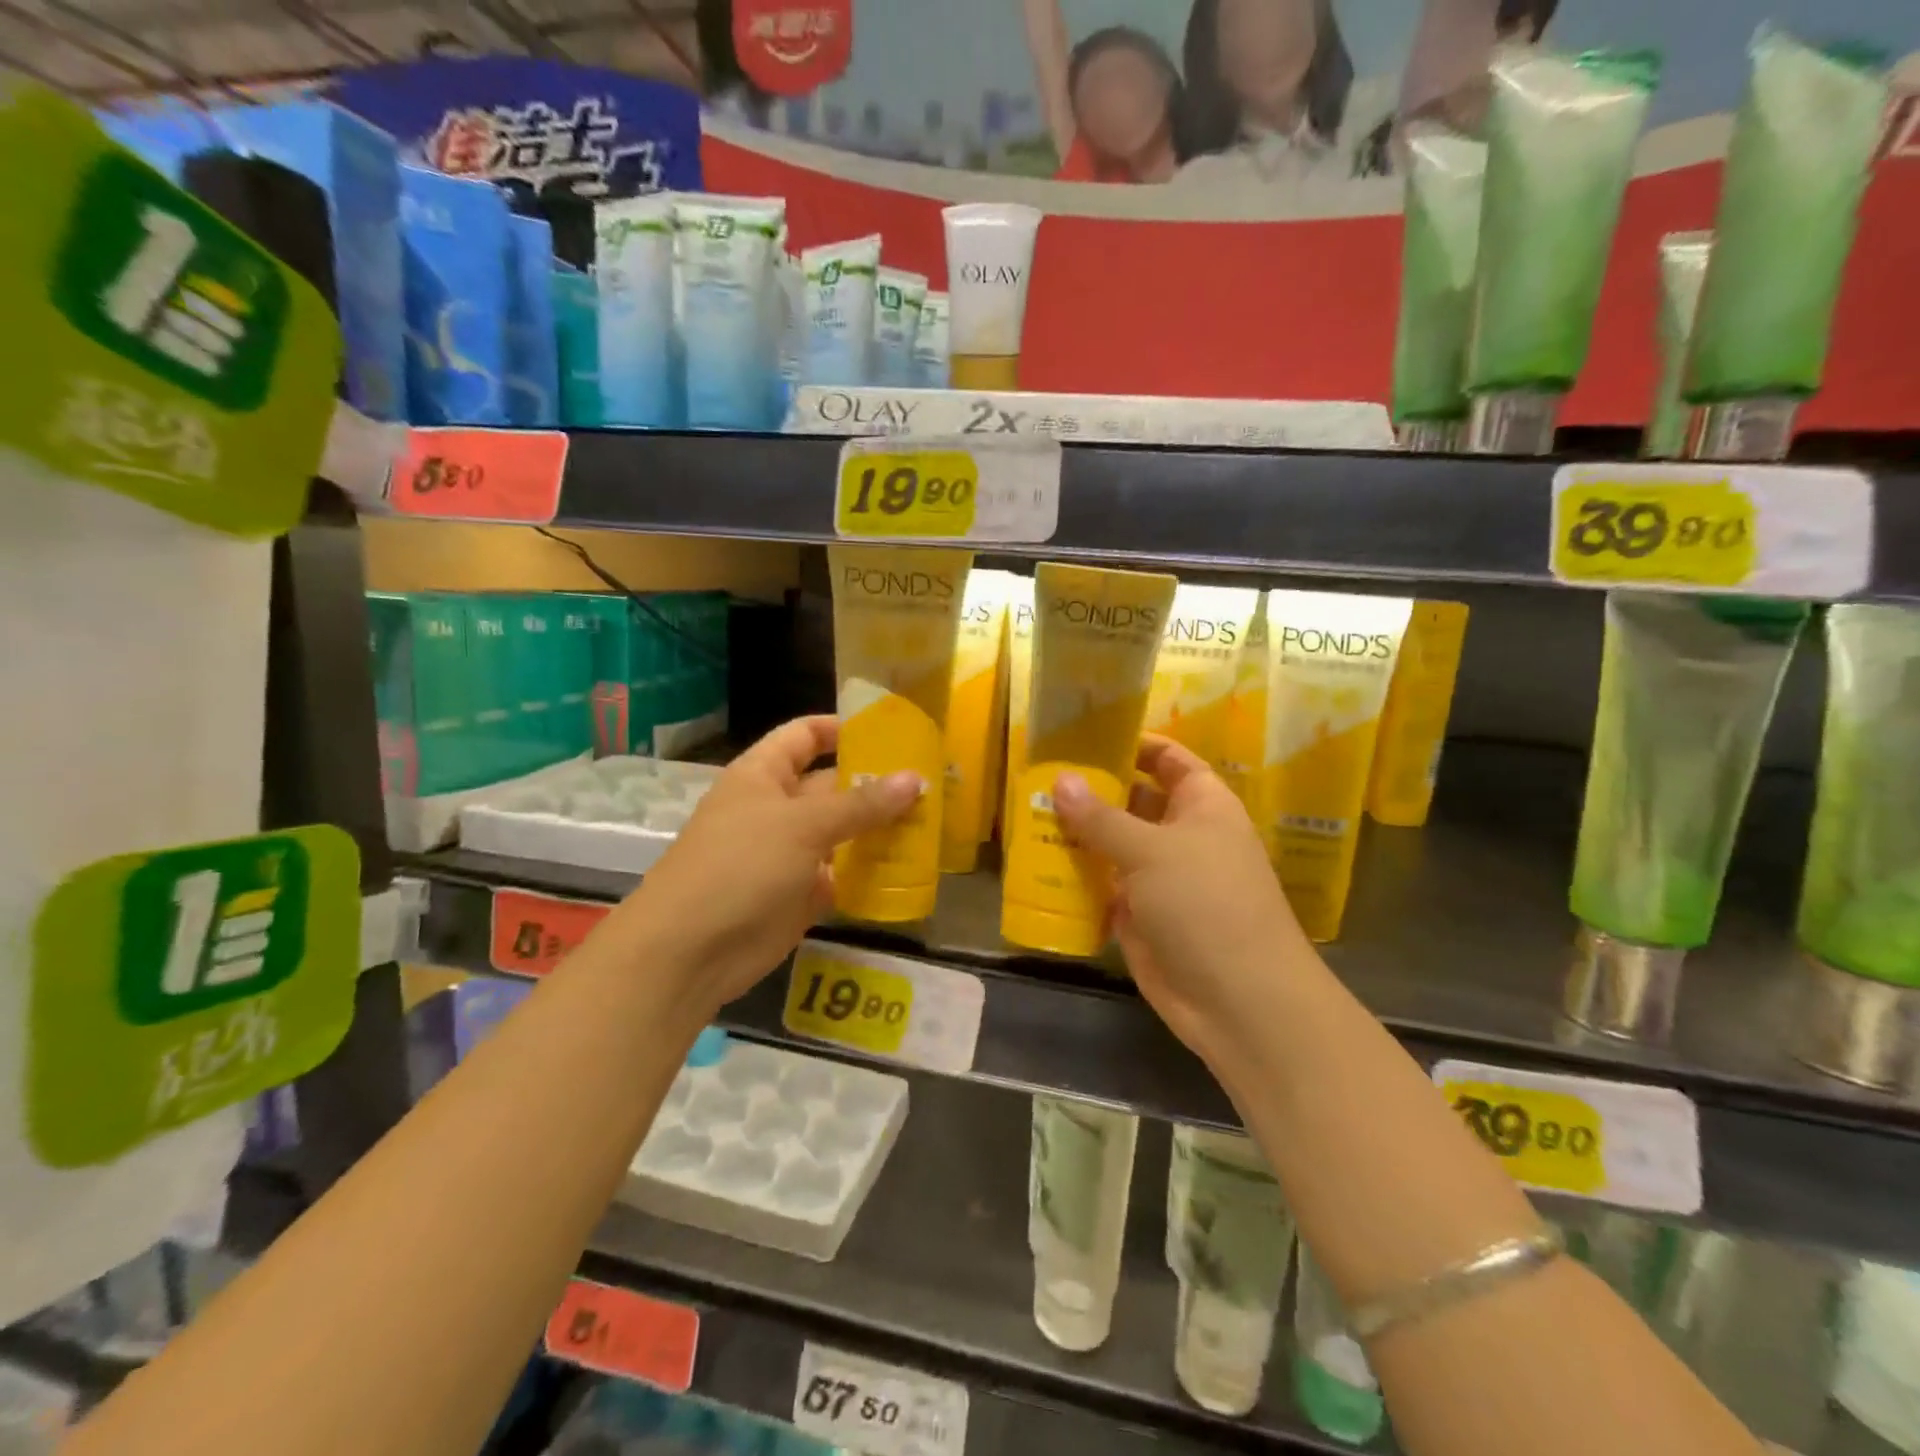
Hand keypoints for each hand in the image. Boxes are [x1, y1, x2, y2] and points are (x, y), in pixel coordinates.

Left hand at [610, 716, 919, 1024]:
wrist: (690, 952)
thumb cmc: (741, 866)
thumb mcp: (803, 825)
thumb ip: (861, 804)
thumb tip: (915, 779)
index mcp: (762, 775)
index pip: (804, 736)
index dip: (842, 728)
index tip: (891, 731)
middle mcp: (776, 809)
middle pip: (831, 786)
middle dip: (875, 784)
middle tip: (931, 783)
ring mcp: (788, 854)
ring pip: (841, 832)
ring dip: (879, 829)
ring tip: (932, 821)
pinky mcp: (799, 895)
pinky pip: (842, 875)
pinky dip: (870, 872)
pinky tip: (910, 867)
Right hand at [1051, 737, 1315, 1067]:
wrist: (1238, 1001)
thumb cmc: (1205, 904)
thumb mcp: (1151, 851)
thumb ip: (1101, 817)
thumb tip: (1060, 780)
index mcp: (1202, 806)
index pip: (1168, 760)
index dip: (1134, 744)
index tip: (1084, 735)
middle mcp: (1182, 836)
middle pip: (1132, 802)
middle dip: (1091, 791)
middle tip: (1036, 776)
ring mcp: (1159, 879)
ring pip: (1112, 846)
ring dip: (1076, 835)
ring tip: (1024, 815)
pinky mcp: (1138, 918)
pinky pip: (1101, 887)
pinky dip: (1074, 879)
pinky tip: (1033, 865)